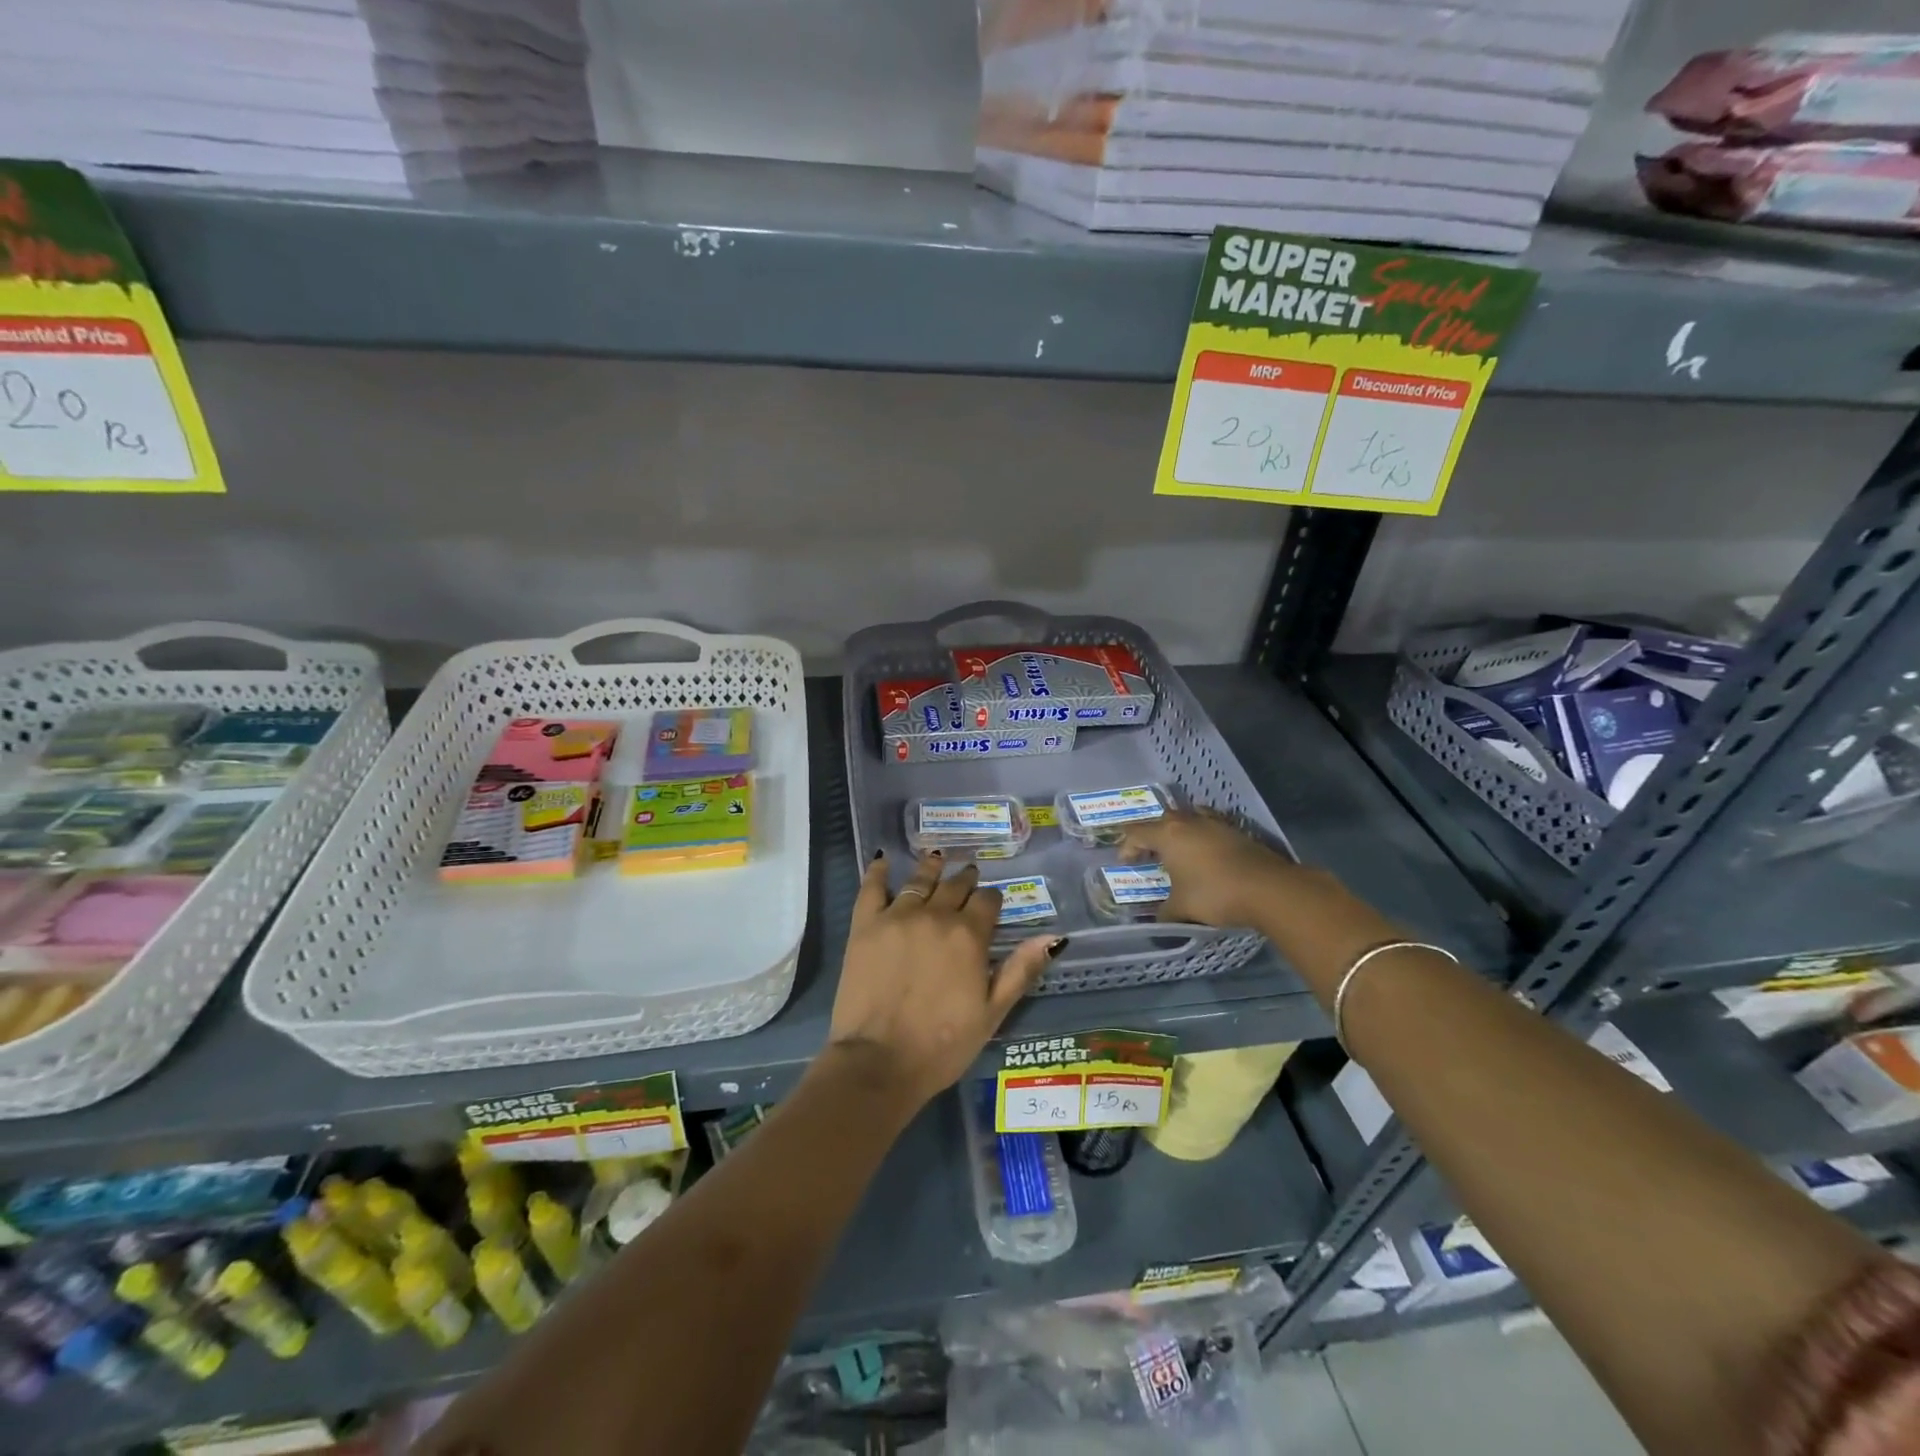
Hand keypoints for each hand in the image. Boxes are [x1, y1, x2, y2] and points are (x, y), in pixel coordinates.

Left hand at [823, 852, 1063, 1112]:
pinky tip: (883, 862)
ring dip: (932, 868)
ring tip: (937, 859)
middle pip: (955, 886)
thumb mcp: (993, 1012)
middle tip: (968, 875)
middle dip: (966, 880)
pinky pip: (872, 888)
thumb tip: (1055, 937)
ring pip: (919, 880)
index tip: (992, 904)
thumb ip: (1021, 970)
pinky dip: (878, 872)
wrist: (879, 1062)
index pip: (988, 901)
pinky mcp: (865, 925)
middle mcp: (936, 915)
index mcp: (969, 935)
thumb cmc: (943, 1045)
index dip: (992, 900)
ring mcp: (897, 916)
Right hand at [1119, 808, 1295, 927]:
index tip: (1126, 862)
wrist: (1268, 889)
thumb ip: (1165, 912)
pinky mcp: (1237, 831)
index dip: (1127, 846)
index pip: (1136, 832)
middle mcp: (1189, 822)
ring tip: (1179, 850)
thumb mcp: (1182, 908)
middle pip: (1162, 820)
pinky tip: (1207, 851)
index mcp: (1168, 835)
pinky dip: (1203, 835)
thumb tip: (1157, 921)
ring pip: (1189, 818)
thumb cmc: (1214, 894)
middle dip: (1152, 835)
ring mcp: (1215, 823)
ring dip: (1179, 831)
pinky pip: (1211, 825)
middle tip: (1150, 854)